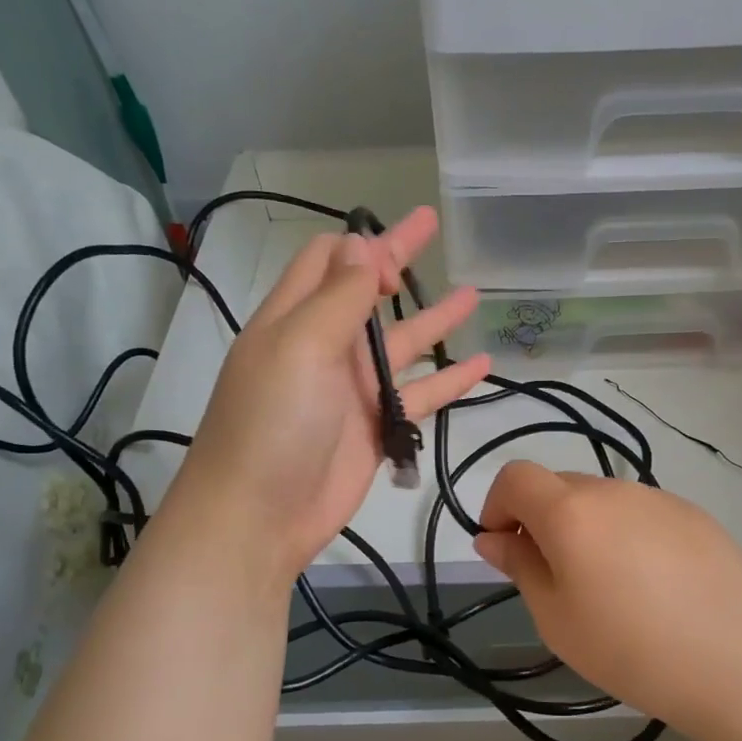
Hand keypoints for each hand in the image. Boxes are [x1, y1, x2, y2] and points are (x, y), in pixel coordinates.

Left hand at [168, 208, 488, 584]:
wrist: (259, 516)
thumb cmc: (272, 422)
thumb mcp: (301, 346)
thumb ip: (338, 296)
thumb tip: (361, 243)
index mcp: (296, 318)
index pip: (328, 260)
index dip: (361, 248)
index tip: (395, 261)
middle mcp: (325, 345)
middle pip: (367, 291)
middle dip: (399, 257)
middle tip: (434, 224)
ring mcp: (353, 388)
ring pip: (402, 342)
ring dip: (435, 318)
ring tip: (474, 294)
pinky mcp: (377, 426)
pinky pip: (420, 394)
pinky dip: (450, 380)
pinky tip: (482, 365)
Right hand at [473, 461, 741, 740]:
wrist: (736, 663)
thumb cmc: (629, 649)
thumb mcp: (556, 618)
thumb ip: (520, 565)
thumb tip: (492, 537)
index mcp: (571, 511)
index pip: (516, 476)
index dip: (497, 505)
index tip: (506, 547)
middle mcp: (614, 489)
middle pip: (559, 486)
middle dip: (542, 520)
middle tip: (557, 578)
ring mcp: (659, 498)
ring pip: (603, 500)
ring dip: (588, 528)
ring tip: (611, 587)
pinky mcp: (695, 515)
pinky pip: (643, 513)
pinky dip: (629, 535)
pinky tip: (654, 585)